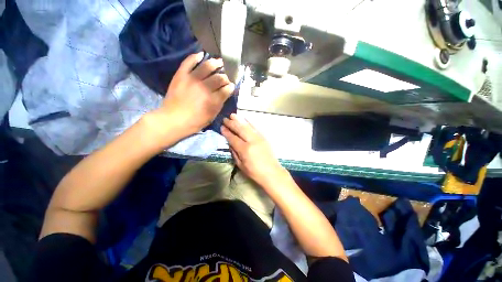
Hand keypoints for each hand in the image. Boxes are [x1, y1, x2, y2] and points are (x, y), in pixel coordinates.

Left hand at [147, 52, 234, 139]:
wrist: (173, 119)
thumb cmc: (195, 121)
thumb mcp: (212, 115)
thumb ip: (220, 103)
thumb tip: (227, 92)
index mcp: (213, 99)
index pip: (226, 89)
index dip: (231, 86)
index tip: (232, 85)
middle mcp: (205, 87)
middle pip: (219, 78)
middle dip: (225, 77)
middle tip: (226, 77)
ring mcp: (192, 79)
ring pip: (207, 67)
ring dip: (215, 63)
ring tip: (220, 61)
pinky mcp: (181, 75)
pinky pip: (189, 62)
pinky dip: (195, 57)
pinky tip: (202, 54)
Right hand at [221, 114, 286, 187]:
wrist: (272, 172)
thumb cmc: (255, 172)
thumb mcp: (241, 165)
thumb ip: (234, 153)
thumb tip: (230, 143)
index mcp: (245, 149)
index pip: (233, 138)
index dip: (226, 132)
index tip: (221, 127)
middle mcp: (252, 141)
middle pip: (240, 129)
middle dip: (231, 123)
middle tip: (225, 119)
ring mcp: (259, 138)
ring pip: (247, 126)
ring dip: (239, 120)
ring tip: (233, 115)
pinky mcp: (264, 137)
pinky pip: (256, 127)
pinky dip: (250, 122)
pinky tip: (245, 119)